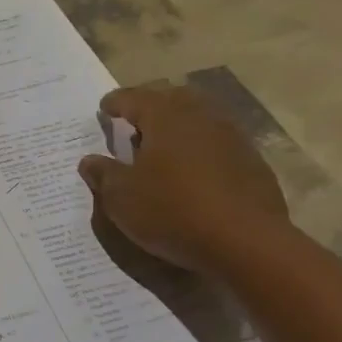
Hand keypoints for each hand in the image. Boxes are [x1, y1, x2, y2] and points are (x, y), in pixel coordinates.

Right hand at [76, 85, 288, 272]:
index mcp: (165, 117)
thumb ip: (103, 174)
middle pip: (172, 100)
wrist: (246, 243)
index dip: (115, 102)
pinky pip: (218, 144)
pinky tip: (192, 171)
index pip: (134, 98)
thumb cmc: (172, 211)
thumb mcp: (121, 197)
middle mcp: (200, 117)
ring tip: (161, 147)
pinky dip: (200, 149)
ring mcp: (232, 138)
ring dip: (178, 128)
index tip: (104, 107)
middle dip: (151, 107)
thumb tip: (89, 161)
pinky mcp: (252, 163)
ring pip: (198, 120)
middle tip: (133, 122)